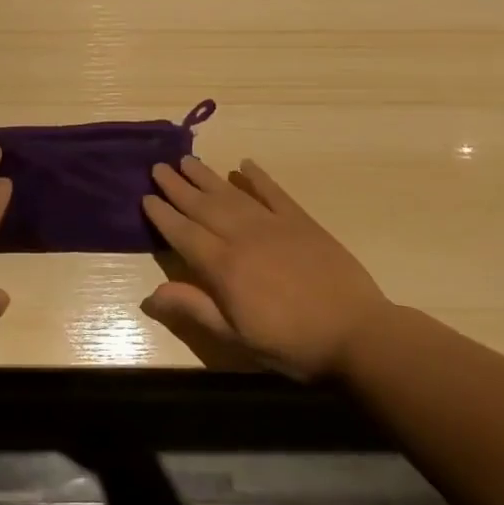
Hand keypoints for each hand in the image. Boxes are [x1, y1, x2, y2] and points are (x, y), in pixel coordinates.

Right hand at [140, 156, 390, 381]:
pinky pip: (273, 192)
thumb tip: (149, 295)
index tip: (146, 196)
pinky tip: (244, 165)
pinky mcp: (301, 222)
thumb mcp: (237, 337)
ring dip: (207, 176)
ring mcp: (273, 225)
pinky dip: (258, 177)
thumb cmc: (291, 343)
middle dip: (177, 187)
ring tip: (187, 160)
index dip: (163, 215)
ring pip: (231, 194)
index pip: (183, 233)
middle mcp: (242, 237)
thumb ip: (194, 309)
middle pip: (202, 206)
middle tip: (158, 166)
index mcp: (223, 267)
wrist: (358, 334)